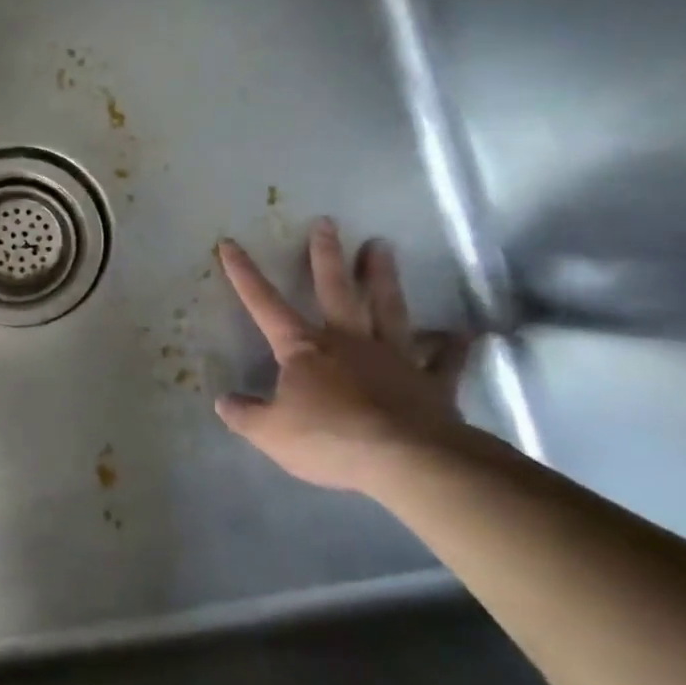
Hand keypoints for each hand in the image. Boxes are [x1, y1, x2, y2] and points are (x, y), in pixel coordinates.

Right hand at [215, 220, 470, 491]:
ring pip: (388, 308)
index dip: (244, 274)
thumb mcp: (270, 433)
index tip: (230, 243)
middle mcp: (348, 342)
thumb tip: (224, 402)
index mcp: (304, 350)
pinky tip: (462, 334)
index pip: (264, 304)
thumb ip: (245, 415)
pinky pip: (444, 360)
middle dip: (327, 256)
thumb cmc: (330, 440)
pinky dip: (452, 346)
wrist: (408, 461)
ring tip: (383, 246)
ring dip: (384, 277)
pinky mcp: (431, 383)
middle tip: (327, 223)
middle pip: (336, 290)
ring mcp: (394, 358)